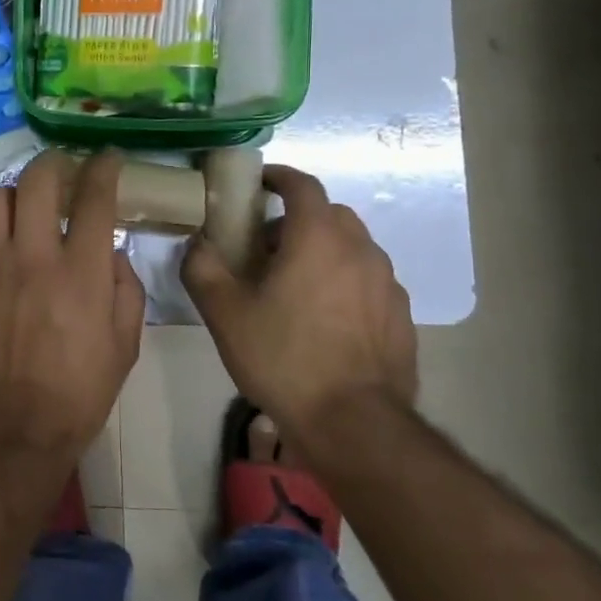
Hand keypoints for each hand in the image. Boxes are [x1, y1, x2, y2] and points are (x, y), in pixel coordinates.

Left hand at [0, 150, 145, 467]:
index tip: (106, 158)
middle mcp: (32, 258)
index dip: (103, 167)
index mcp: (79, 273)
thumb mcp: (125, 344)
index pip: (93, 197)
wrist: (13, 428)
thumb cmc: (79, 390)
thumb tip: (109, 252)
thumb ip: (124, 288)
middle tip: (61, 174)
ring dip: (12, 198)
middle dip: (53, 164)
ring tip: (21, 215)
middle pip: (36, 180)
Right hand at [181, 166, 415, 453]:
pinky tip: (325, 320)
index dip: (279, 177)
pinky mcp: (401, 317)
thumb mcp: (224, 312)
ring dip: (324, 252)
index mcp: (318, 237)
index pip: (302, 185)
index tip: (258, 184)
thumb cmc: (282, 357)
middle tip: (267, 246)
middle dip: (298, 219)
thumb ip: (202, 267)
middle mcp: (360, 250)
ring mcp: (388, 284)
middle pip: (330, 214)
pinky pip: (369, 282)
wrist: (353, 423)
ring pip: (353, 248)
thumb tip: (198, 244)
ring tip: (296, 286)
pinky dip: (345, 283)